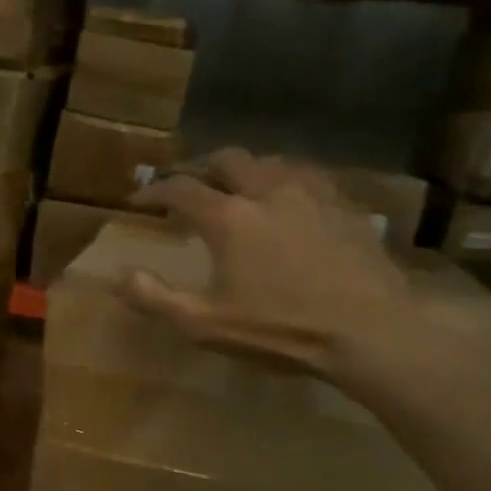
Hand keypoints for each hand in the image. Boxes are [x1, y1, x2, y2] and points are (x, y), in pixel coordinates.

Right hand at [122, 149, 412, 377]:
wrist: (371, 332)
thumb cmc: (280, 329)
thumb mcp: (204, 324)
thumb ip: (155, 298)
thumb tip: (118, 275)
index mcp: (229, 217)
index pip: (180, 188)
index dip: (154, 190)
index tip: (139, 200)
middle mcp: (267, 191)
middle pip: (227, 158)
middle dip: (202, 167)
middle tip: (190, 185)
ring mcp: (312, 194)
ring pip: (271, 161)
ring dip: (246, 169)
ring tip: (239, 188)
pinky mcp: (346, 206)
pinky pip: (309, 177)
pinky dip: (287, 180)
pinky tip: (291, 200)